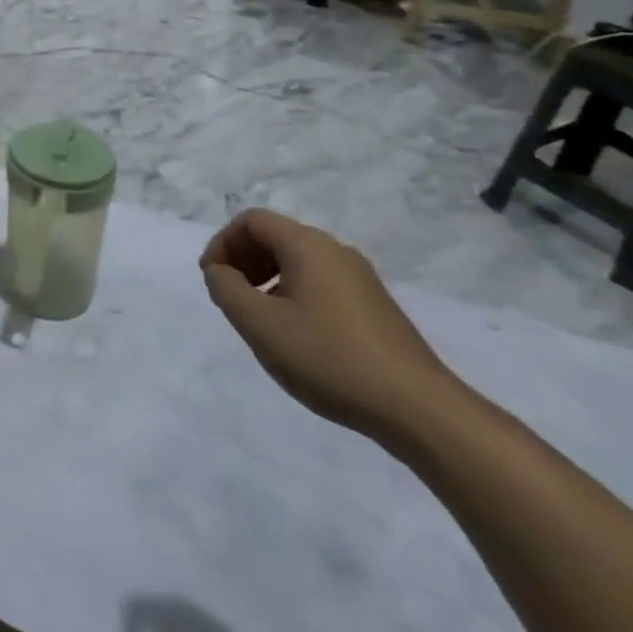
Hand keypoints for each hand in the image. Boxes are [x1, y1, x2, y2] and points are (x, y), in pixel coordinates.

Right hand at [201, 209, 463, 446]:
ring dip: (266, 280)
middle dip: (243, 260)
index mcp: (308, 245)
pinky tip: (296, 337)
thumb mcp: (260, 324)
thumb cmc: (329, 358)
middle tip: (230, 298)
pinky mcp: (375, 308)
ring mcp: (360, 280)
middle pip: (275, 237)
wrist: (420, 410)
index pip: (251, 221)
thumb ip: (226, 289)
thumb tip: (219, 272)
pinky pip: (320, 284)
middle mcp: (336, 251)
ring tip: (259, 320)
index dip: (222, 243)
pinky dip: (293, 295)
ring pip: (298, 262)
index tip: (212, 280)